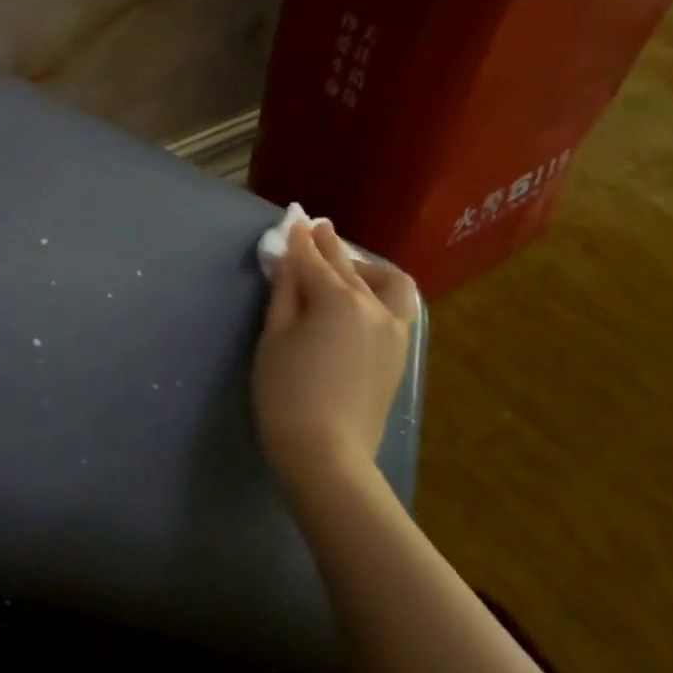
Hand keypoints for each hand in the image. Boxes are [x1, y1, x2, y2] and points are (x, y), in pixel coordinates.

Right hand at [254, 221, 418, 510]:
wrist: (327, 454)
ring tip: (344, 267)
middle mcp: (374, 307)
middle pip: (347, 266)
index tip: (292, 219)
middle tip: (314, 228)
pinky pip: (395, 307)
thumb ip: (283, 294)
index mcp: (339, 300)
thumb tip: (286, 262)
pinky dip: (378, 292)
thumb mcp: (274, 338)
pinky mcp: (399, 353)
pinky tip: (359, 298)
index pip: (312, 260)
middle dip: (328, 246)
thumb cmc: (287, 393)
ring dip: (364, 267)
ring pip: (385, 284)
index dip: (298, 239)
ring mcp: (393, 331)